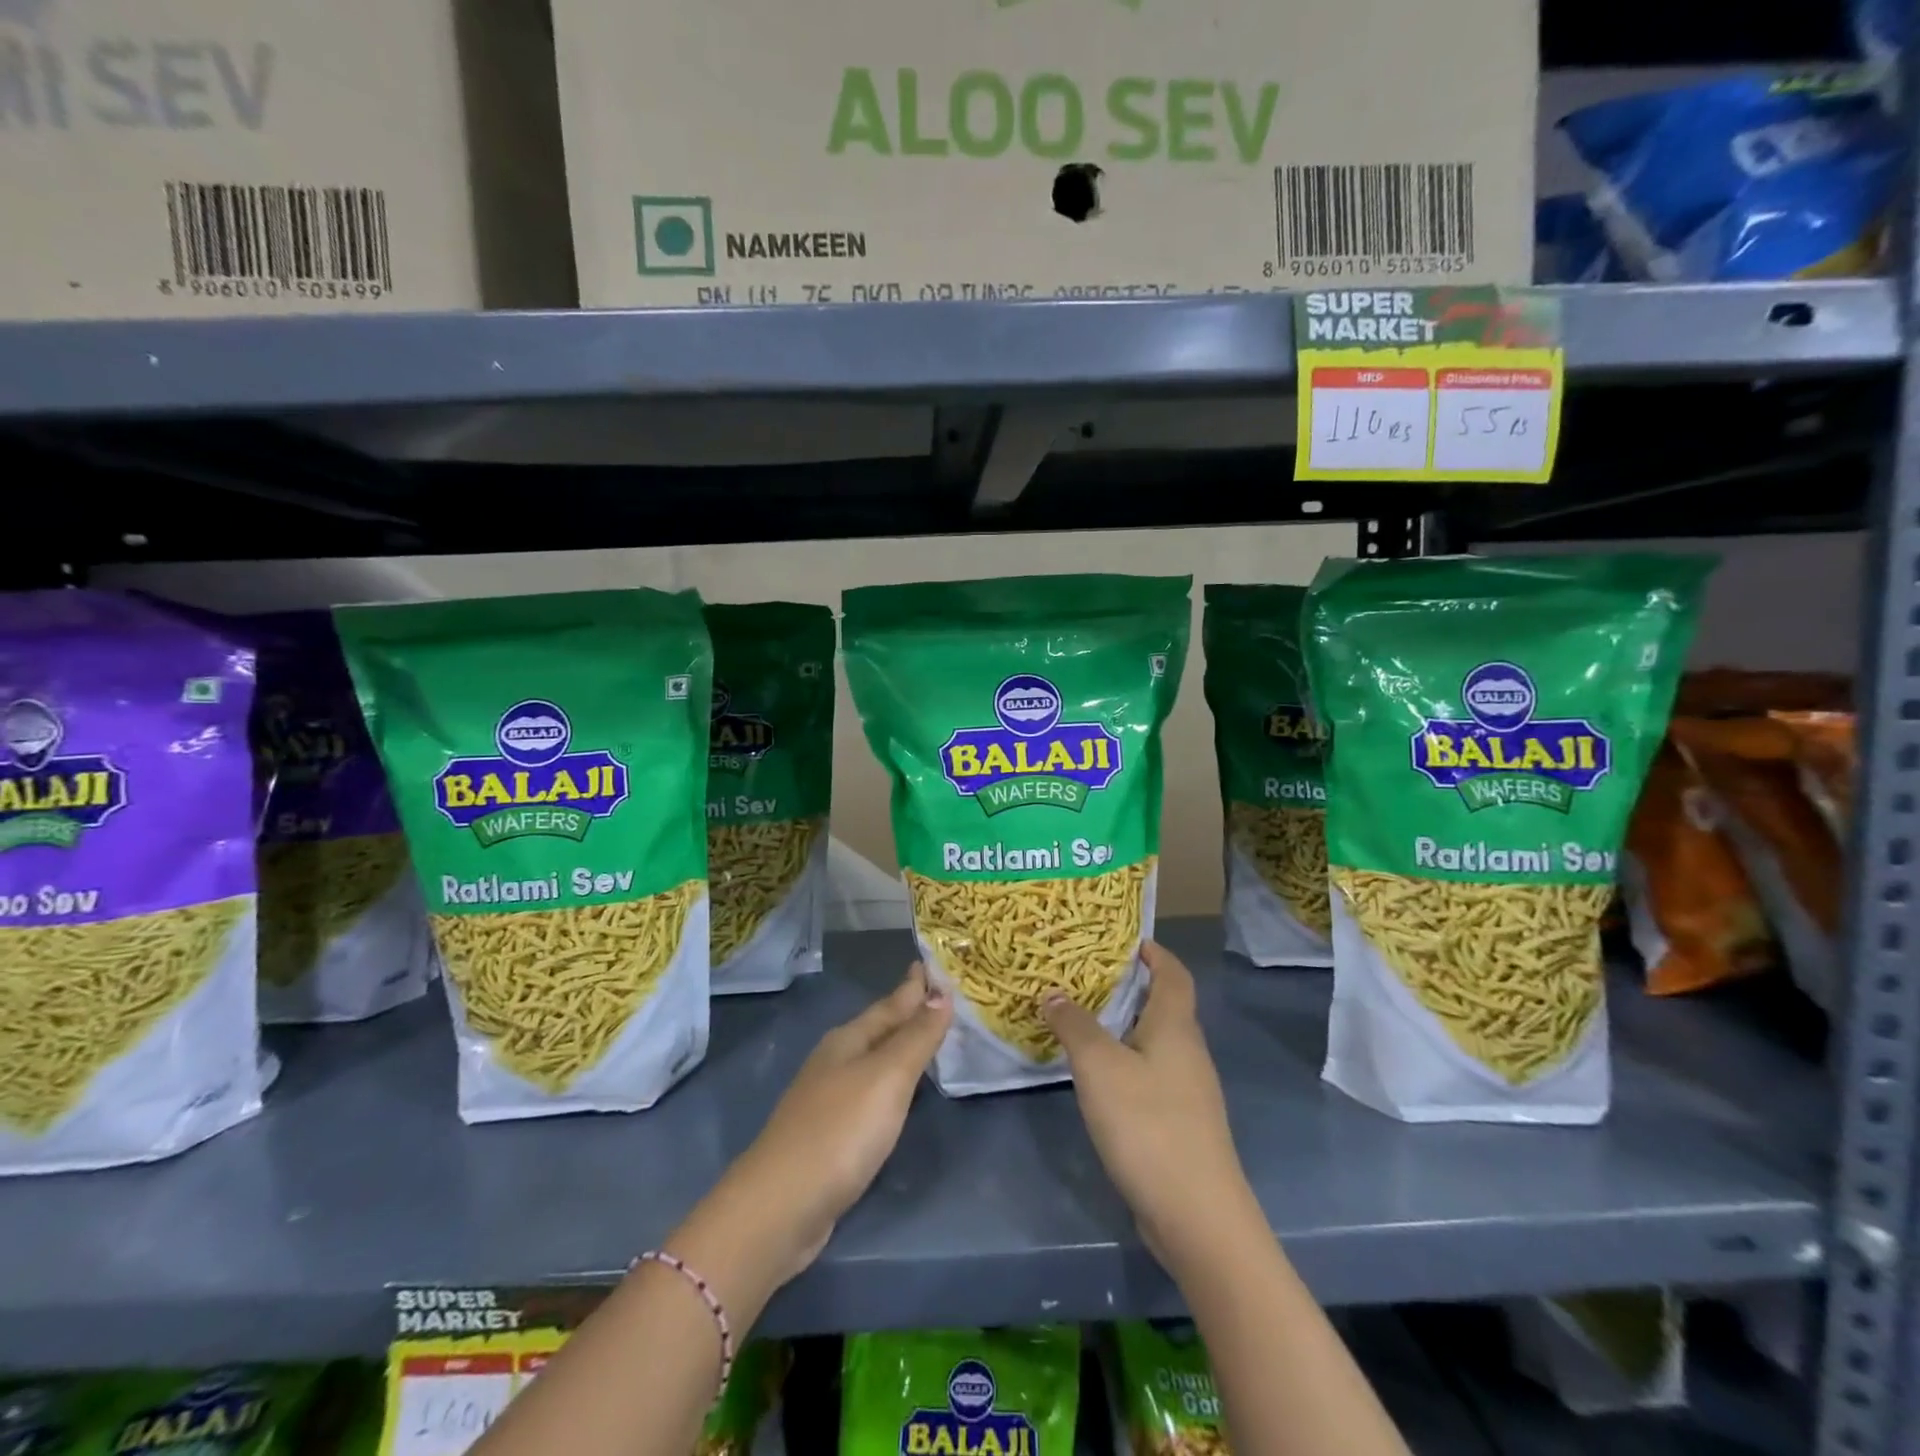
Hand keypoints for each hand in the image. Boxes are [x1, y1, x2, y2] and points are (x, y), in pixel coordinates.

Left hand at [675, 964, 951, 1303]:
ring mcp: (827, 1099)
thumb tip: (942, 994)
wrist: (780, 1208)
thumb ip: (916, 1037)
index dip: (914, 987)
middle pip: (879, 1029)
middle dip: (908, 1013)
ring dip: (899, 1049)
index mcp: (848, 1040)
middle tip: (940, 998)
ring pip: (873, 1061)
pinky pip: (870, 1094)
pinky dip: (890, 1085)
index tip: (934, 965)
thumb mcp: (887, 1077)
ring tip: (926, 1038)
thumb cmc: (840, 1131)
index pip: (890, 1004)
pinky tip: (898, 1094)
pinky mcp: (828, 1136)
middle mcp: (835, 1062)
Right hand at [1043, 942, 1259, 1275]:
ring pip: (1157, 1041)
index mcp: (1175, 1027)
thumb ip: (1075, 1025)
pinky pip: (1153, 1074)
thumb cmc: (1149, 1125)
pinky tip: (1099, 1076)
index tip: (1123, 940)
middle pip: (1165, 1005)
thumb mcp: (1100, 1067)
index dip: (1154, 952)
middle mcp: (1188, 1051)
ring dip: (1126, 1025)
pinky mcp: (1181, 1124)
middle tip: (1086, 976)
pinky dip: (1127, 1061)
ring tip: (1083, 1019)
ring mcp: (1189, 1091)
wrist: (1198, 1217)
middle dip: (1131, 986)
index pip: (1173, 973)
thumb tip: (1053, 992)